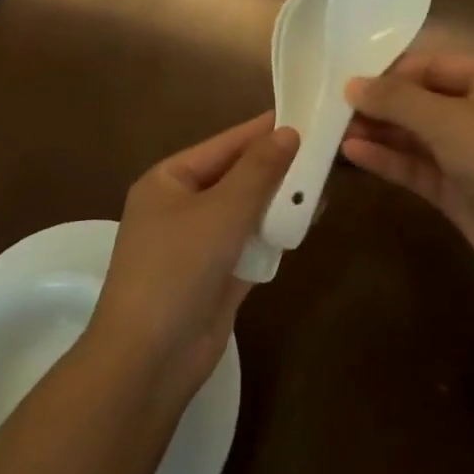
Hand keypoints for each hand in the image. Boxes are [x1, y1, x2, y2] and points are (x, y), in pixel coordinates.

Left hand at [86, 113, 297, 405]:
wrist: (149, 360)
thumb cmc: (177, 269)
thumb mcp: (220, 211)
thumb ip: (258, 171)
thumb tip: (289, 132)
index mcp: (169, 180)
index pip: (224, 145)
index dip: (263, 130)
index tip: (305, 113)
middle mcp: (182, 206)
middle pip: (237, 177)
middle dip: (277, 167)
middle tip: (325, 150)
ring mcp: (199, 243)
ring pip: (247, 211)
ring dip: (279, 201)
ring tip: (324, 183)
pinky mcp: (218, 276)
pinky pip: (251, 243)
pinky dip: (275, 233)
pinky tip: (307, 221)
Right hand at [342, 53, 473, 287]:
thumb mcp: (449, 121)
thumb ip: (397, 100)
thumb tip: (351, 84)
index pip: (433, 64)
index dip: (390, 71)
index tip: (347, 78)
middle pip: (422, 100)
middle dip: (381, 104)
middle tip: (333, 108)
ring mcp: (473, 154)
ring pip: (417, 136)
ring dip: (380, 132)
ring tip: (334, 130)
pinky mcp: (461, 190)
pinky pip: (419, 166)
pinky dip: (390, 159)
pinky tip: (353, 154)